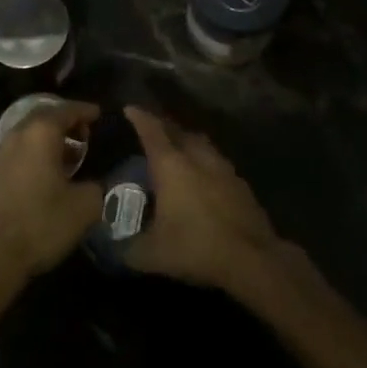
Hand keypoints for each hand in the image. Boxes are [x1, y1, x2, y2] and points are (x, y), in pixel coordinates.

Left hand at [0, 101, 101, 285]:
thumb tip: (93, 185)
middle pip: (42, 118)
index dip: (84, 110)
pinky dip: (32, 155)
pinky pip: (15, 153)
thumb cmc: (41, 224)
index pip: (66, 110)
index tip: (98, 113)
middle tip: (83, 134)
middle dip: (64, 122)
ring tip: (66, 157)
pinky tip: (42, 176)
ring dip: (47, 141)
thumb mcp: (84, 207)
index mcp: (40, 134)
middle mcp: (15, 135)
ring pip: (26, 136)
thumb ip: (95, 187)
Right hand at [123, 105, 281, 291]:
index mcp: (171, 165)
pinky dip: (204, 161)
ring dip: (186, 141)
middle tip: (150, 129)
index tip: (129, 108)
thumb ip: (128, 248)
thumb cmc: (196, 247)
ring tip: (176, 149)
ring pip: (200, 143)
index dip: (139, 117)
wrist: (252, 259)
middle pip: (178, 131)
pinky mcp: (240, 183)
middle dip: (162, 126)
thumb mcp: (152, 254)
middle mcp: (197, 157)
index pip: (151, 131)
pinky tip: (202, 176)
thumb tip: (114, 249)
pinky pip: (215, 161)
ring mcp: (222, 167)